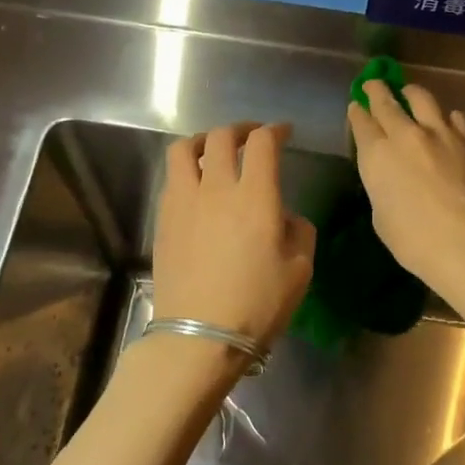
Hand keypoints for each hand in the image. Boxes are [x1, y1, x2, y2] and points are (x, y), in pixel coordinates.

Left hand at [152, 123, 315, 350]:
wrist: (199, 336)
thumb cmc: (257, 304)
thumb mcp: (300, 269)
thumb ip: (298, 231)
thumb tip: (284, 216)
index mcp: (256, 196)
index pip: (262, 143)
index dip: (274, 130)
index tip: (283, 132)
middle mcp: (217, 188)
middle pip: (221, 137)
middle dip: (240, 129)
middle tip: (251, 137)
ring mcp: (184, 202)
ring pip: (184, 149)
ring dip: (203, 141)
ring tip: (214, 150)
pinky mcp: (164, 220)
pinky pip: (172, 179)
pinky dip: (187, 170)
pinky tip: (197, 187)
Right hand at [347, 81, 464, 288]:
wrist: (463, 241)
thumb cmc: (412, 240)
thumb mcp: (381, 214)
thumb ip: (382, 184)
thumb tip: (391, 174)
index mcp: (377, 155)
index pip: (362, 123)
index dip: (357, 112)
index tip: (356, 105)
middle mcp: (405, 135)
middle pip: (387, 103)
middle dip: (377, 90)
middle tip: (374, 83)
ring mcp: (439, 133)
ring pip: (421, 98)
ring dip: (411, 93)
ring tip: (409, 92)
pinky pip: (454, 117)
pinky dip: (446, 117)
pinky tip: (446, 121)